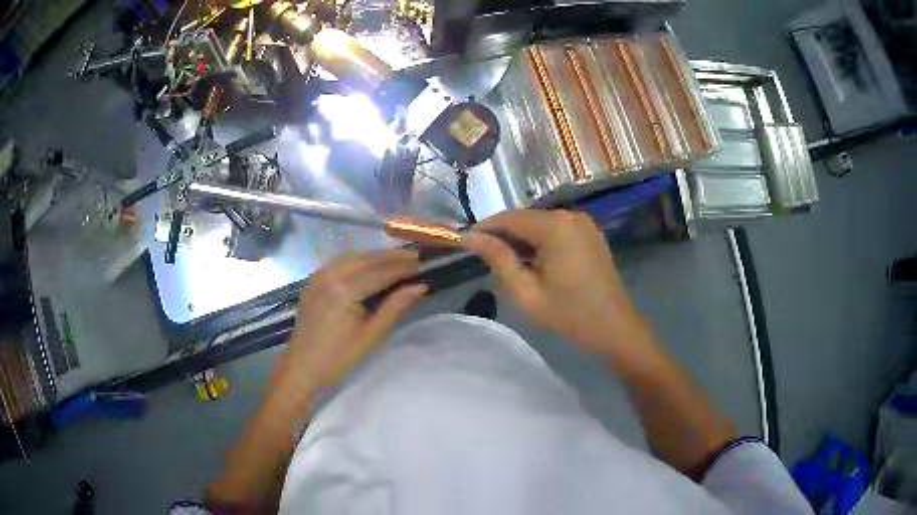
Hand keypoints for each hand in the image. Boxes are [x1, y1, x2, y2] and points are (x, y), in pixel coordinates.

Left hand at [274, 249, 426, 402]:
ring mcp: (318, 276)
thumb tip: (420, 286)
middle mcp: (329, 276)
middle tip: (415, 258)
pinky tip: (369, 265)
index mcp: (344, 290)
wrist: (302, 367)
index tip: (423, 263)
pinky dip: (358, 260)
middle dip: (391, 257)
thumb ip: (395, 307)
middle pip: (366, 259)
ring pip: (352, 257)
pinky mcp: (313, 280)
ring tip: (397, 260)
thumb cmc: (339, 357)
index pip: (380, 272)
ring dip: (375, 256)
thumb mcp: (371, 335)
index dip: (403, 267)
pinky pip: (338, 262)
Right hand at [462, 209, 658, 370]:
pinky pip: (557, 230)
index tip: (464, 244)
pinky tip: (534, 263)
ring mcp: (583, 223)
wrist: (615, 328)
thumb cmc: (569, 315)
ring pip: (540, 224)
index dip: (484, 228)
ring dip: (521, 239)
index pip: (508, 217)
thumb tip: (471, 237)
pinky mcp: (590, 233)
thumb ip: (498, 260)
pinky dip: (540, 241)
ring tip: (506, 264)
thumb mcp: (526, 293)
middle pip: (525, 218)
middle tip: (484, 259)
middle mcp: (570, 215)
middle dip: (503, 235)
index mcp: (555, 226)